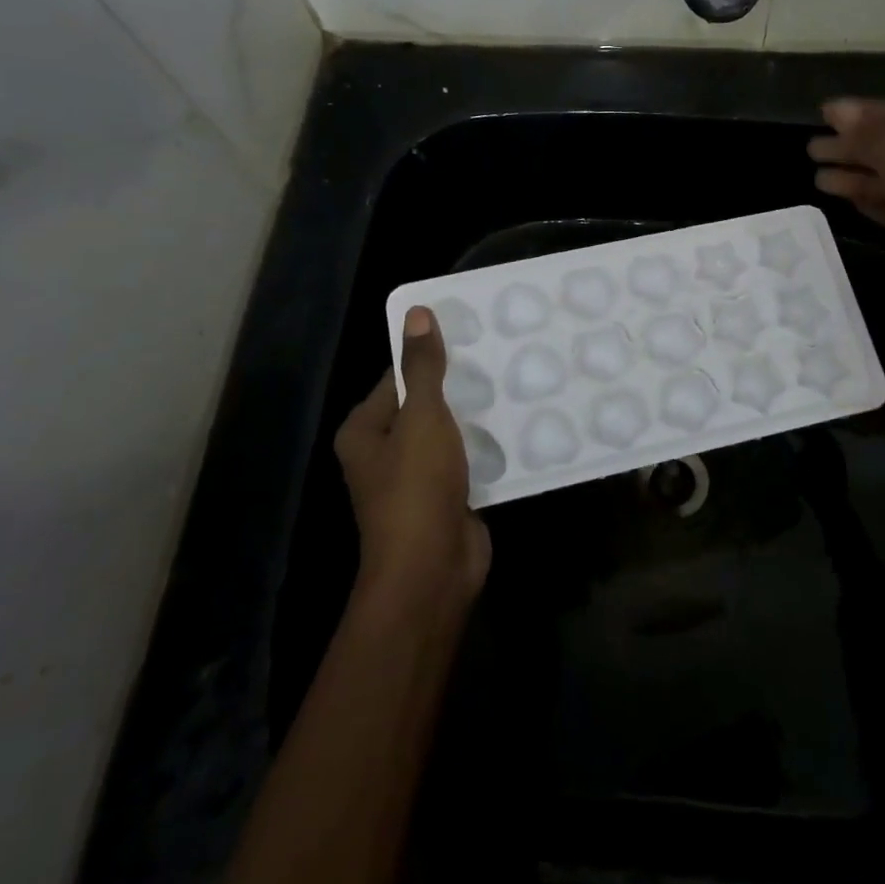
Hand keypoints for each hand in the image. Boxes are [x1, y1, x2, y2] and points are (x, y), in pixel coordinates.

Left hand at [334, 307, 490, 614]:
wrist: (433, 570)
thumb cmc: (416, 488)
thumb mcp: (421, 418)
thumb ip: (422, 368)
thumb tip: (416, 313)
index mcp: (365, 431)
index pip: (395, 378)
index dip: (428, 355)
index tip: (468, 333)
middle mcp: (384, 453)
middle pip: (424, 405)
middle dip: (458, 385)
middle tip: (500, 354)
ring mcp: (417, 478)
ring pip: (449, 434)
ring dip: (476, 416)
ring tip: (514, 382)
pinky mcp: (447, 497)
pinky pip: (468, 460)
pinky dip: (488, 445)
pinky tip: (519, 424)